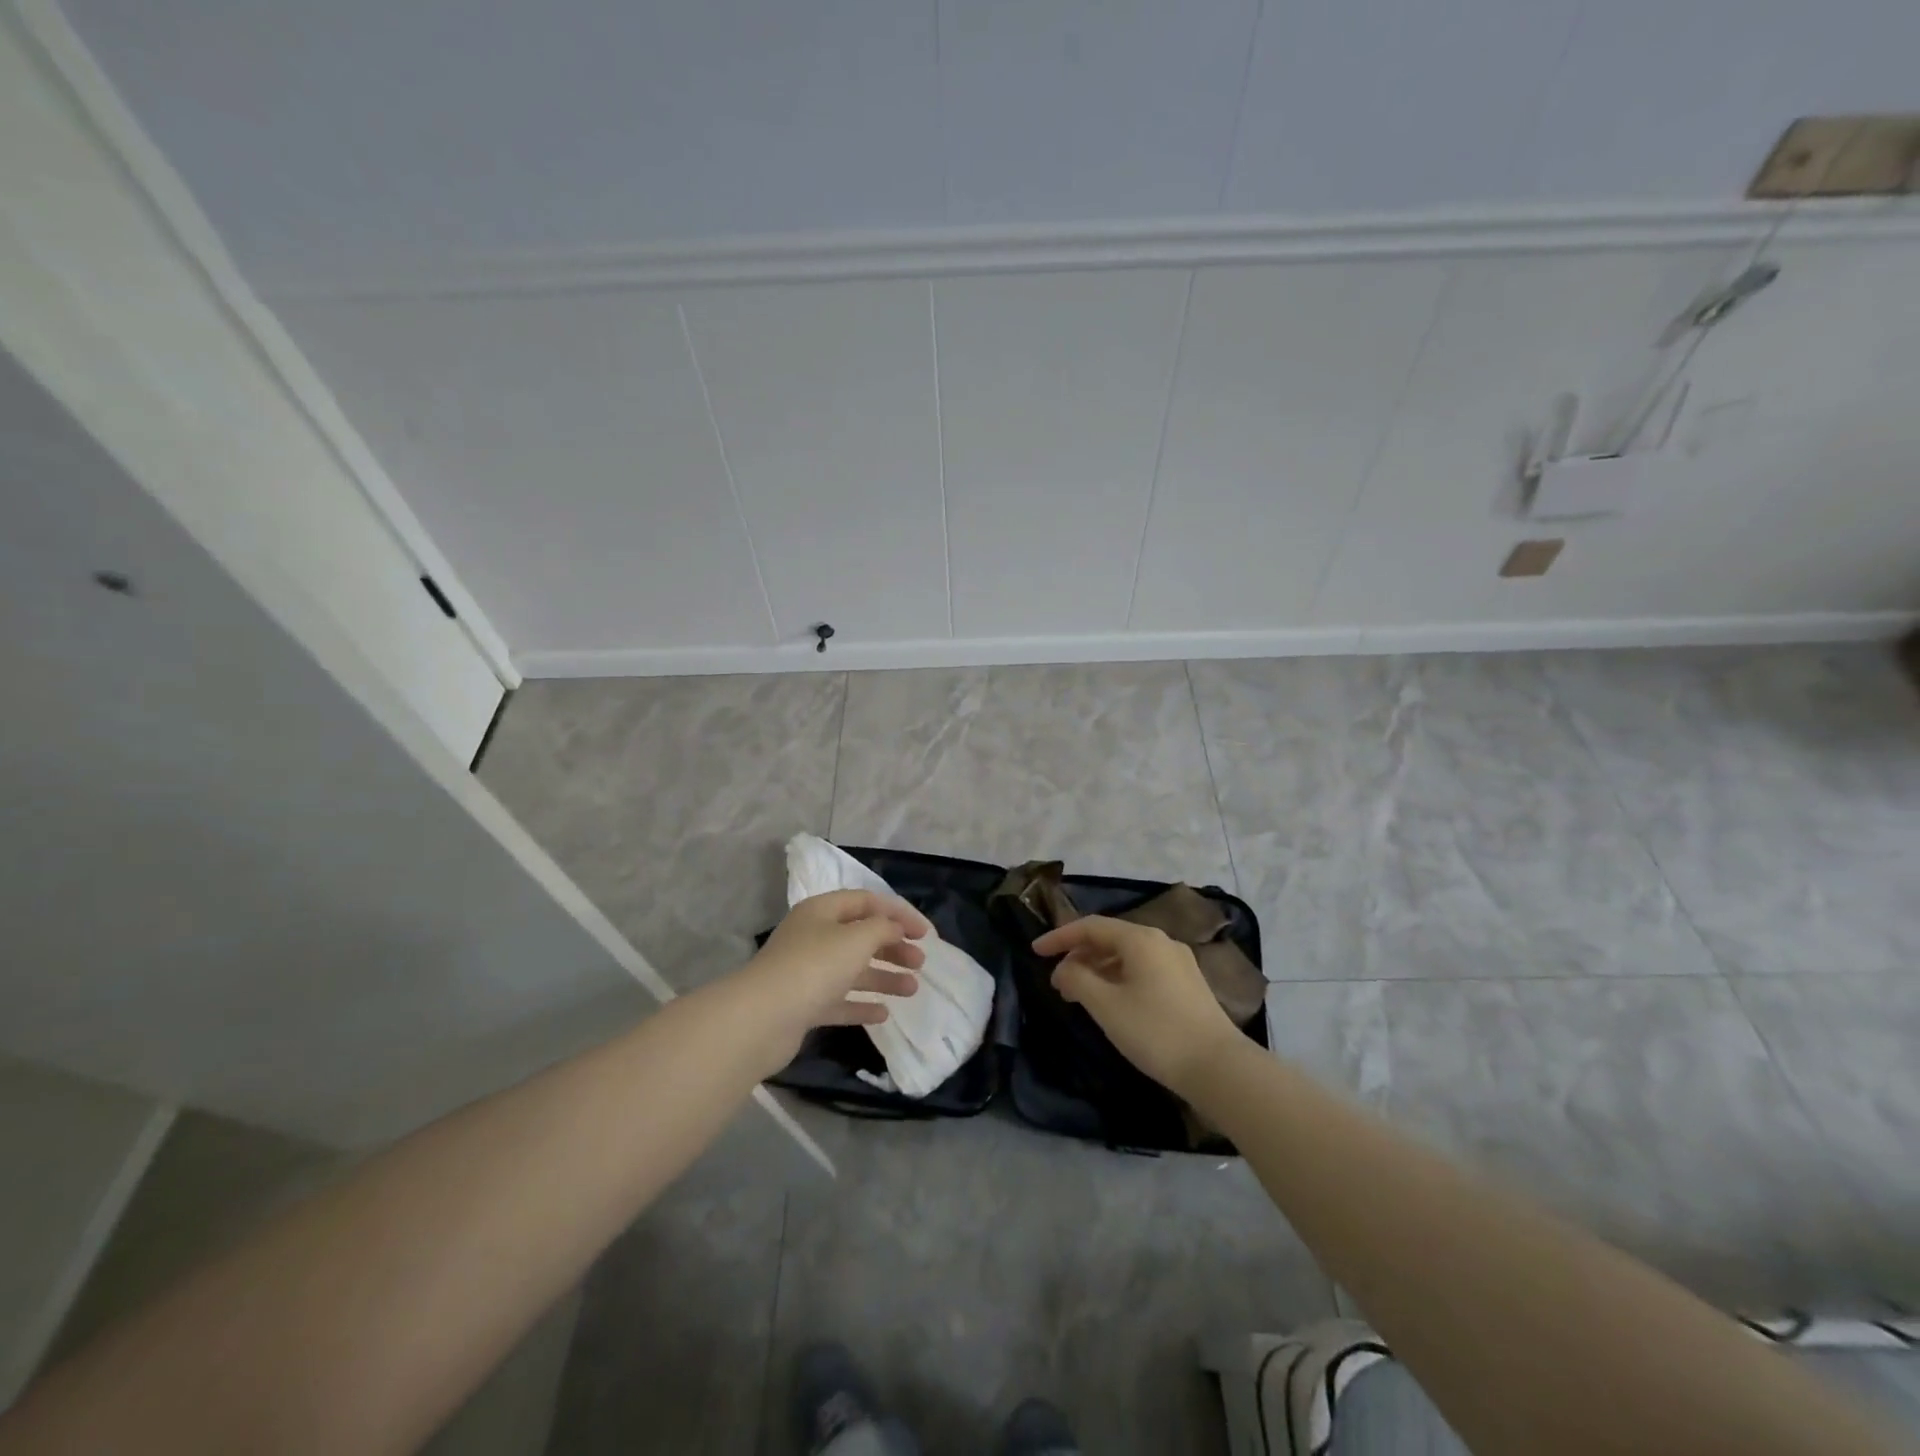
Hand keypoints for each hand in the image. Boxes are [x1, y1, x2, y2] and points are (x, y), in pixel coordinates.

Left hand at [733, 890, 929, 1070]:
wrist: (761, 1019)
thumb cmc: (814, 967)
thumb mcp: (856, 938)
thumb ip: (882, 928)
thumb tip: (894, 929)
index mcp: (822, 911)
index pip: (867, 902)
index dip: (899, 913)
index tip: (926, 933)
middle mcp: (814, 936)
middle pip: (861, 935)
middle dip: (893, 947)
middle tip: (920, 962)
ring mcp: (807, 972)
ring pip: (853, 969)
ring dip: (884, 977)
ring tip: (912, 989)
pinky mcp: (804, 1005)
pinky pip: (839, 1000)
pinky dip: (861, 1005)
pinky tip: (884, 1014)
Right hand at [1033, 916, 1242, 1093]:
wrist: (1219, 1068)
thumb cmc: (1156, 1031)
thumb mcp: (1106, 1006)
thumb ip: (1077, 979)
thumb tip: (1064, 969)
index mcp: (1140, 939)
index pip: (1090, 926)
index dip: (1059, 937)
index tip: (1034, 952)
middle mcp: (1161, 941)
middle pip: (1110, 939)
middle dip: (1079, 956)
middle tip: (1057, 983)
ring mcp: (1178, 963)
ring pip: (1127, 956)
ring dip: (1098, 970)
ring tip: (1079, 996)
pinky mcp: (1188, 985)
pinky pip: (1143, 970)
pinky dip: (1119, 979)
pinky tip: (1111, 1003)